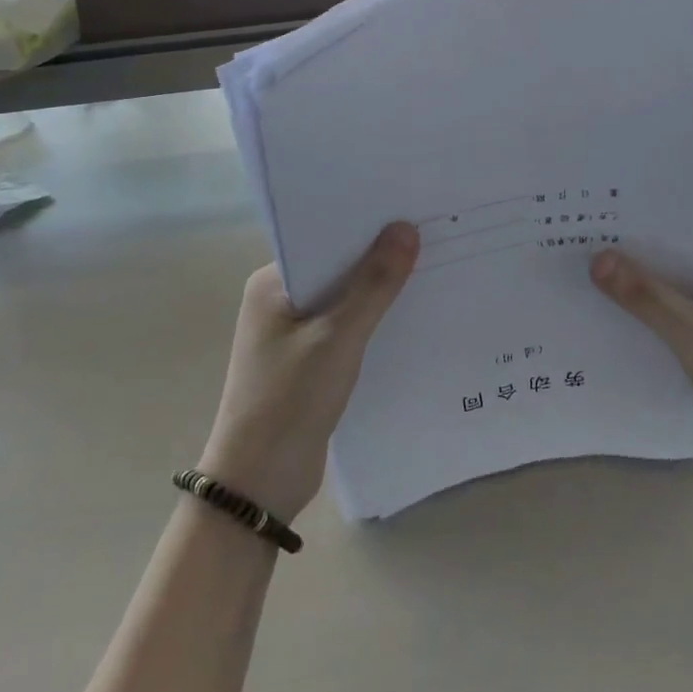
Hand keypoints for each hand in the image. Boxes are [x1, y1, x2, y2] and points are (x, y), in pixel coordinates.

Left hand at [199, 222, 418, 520]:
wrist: (259, 482)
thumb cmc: (290, 399)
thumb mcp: (338, 337)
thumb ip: (374, 284)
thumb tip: (406, 228)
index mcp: (272, 283)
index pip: (325, 238)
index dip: (367, 224)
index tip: (412, 209)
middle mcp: (280, 299)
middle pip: (338, 266)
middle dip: (380, 256)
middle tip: (433, 234)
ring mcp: (294, 331)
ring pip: (346, 298)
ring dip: (380, 290)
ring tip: (432, 267)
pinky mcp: (309, 359)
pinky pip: (348, 326)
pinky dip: (374, 320)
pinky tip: (412, 313)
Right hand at [591, 235, 692, 487]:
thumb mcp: (692, 330)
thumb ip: (645, 295)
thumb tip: (597, 258)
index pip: (684, 227)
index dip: (643, 222)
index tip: (599, 217)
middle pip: (674, 259)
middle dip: (633, 256)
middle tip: (580, 246)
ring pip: (672, 292)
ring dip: (638, 290)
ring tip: (585, 279)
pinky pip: (673, 321)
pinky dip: (648, 319)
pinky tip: (610, 321)